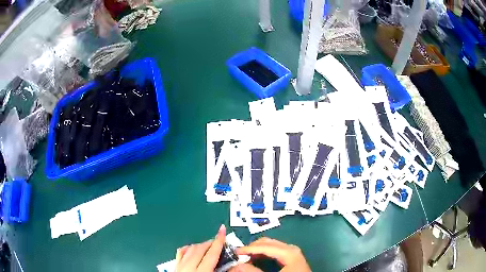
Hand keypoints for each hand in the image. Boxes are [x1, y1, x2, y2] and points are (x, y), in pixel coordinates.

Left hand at [175, 224, 225, 271]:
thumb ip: (229, 271)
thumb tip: (241, 265)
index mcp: (202, 271)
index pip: (212, 252)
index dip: (219, 240)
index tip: (222, 229)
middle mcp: (189, 266)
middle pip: (200, 248)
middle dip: (210, 242)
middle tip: (220, 241)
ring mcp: (180, 266)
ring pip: (190, 248)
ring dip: (200, 245)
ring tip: (208, 246)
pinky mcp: (175, 266)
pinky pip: (180, 252)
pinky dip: (188, 248)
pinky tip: (192, 248)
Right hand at [229, 237, 310, 271]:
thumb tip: (235, 266)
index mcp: (288, 252)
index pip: (264, 246)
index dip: (248, 249)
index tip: (234, 253)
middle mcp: (291, 248)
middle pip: (267, 242)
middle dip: (252, 247)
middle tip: (239, 255)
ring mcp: (292, 252)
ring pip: (271, 245)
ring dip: (257, 250)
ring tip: (246, 257)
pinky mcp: (292, 256)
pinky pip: (275, 250)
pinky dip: (264, 253)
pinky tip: (257, 259)